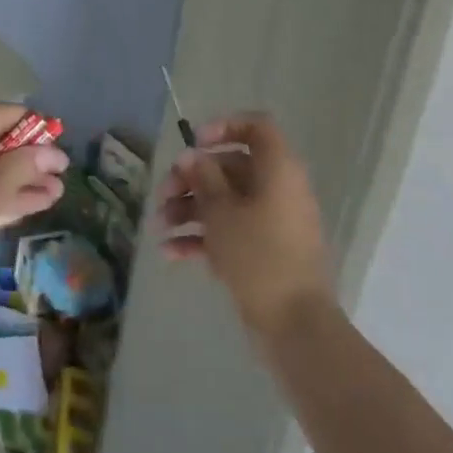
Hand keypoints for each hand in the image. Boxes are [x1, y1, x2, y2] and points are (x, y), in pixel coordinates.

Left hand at [0, 103, 67, 288]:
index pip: (6, 113)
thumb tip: (53, 152)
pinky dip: (3, 191)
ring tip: (57, 191)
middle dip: (32, 158)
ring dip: (22, 178)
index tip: (62, 147)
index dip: (37, 129)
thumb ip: (25, 165)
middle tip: (63, 173)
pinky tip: (35, 202)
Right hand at [160, 112, 333, 335]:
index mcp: (278, 170)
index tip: (195, 143)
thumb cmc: (258, 255)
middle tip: (162, 194)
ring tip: (158, 226)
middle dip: (191, 179)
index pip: (256, 128)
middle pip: (230, 167)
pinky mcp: (263, 251)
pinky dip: (201, 237)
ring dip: (189, 209)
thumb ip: (203, 177)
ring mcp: (271, 222)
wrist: (294, 325)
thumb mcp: (221, 211)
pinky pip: (229, 231)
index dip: (224, 127)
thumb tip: (192, 155)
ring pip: (225, 201)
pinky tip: (170, 252)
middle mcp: (277, 189)